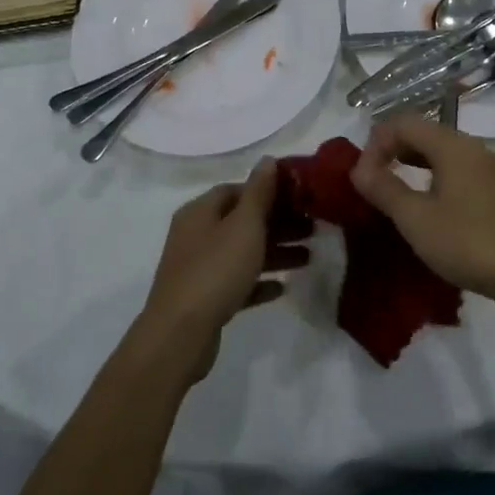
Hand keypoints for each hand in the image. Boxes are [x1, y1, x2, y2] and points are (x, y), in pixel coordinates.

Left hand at [139, 159, 307, 379]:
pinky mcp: (204, 299)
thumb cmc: (215, 270)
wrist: (180, 334)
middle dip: (278, 224)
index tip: (300, 199)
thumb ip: (259, 192)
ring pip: (242, 253)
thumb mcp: (244, 225)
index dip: (268, 191)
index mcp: (200, 211)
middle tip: (313, 229)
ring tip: (309, 258)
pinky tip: (282, 288)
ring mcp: (198, 268)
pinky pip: (237, 283)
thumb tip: (268, 159)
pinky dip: (259, 282)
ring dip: (274, 253)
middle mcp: (196, 235)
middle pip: (242, 221)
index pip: (236, 190)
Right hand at [350, 115, 494, 308]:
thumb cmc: (470, 243)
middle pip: (426, 134)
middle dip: (394, 151)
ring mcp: (494, 170)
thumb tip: (358, 169)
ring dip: (415, 165)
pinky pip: (461, 172)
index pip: (404, 123)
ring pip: (444, 154)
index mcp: (454, 146)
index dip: (376, 142)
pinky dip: (437, 179)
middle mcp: (476, 148)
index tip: (362, 176)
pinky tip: (432, 209)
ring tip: (397, 194)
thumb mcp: (417, 219)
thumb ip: (384, 189)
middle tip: (373, 182)